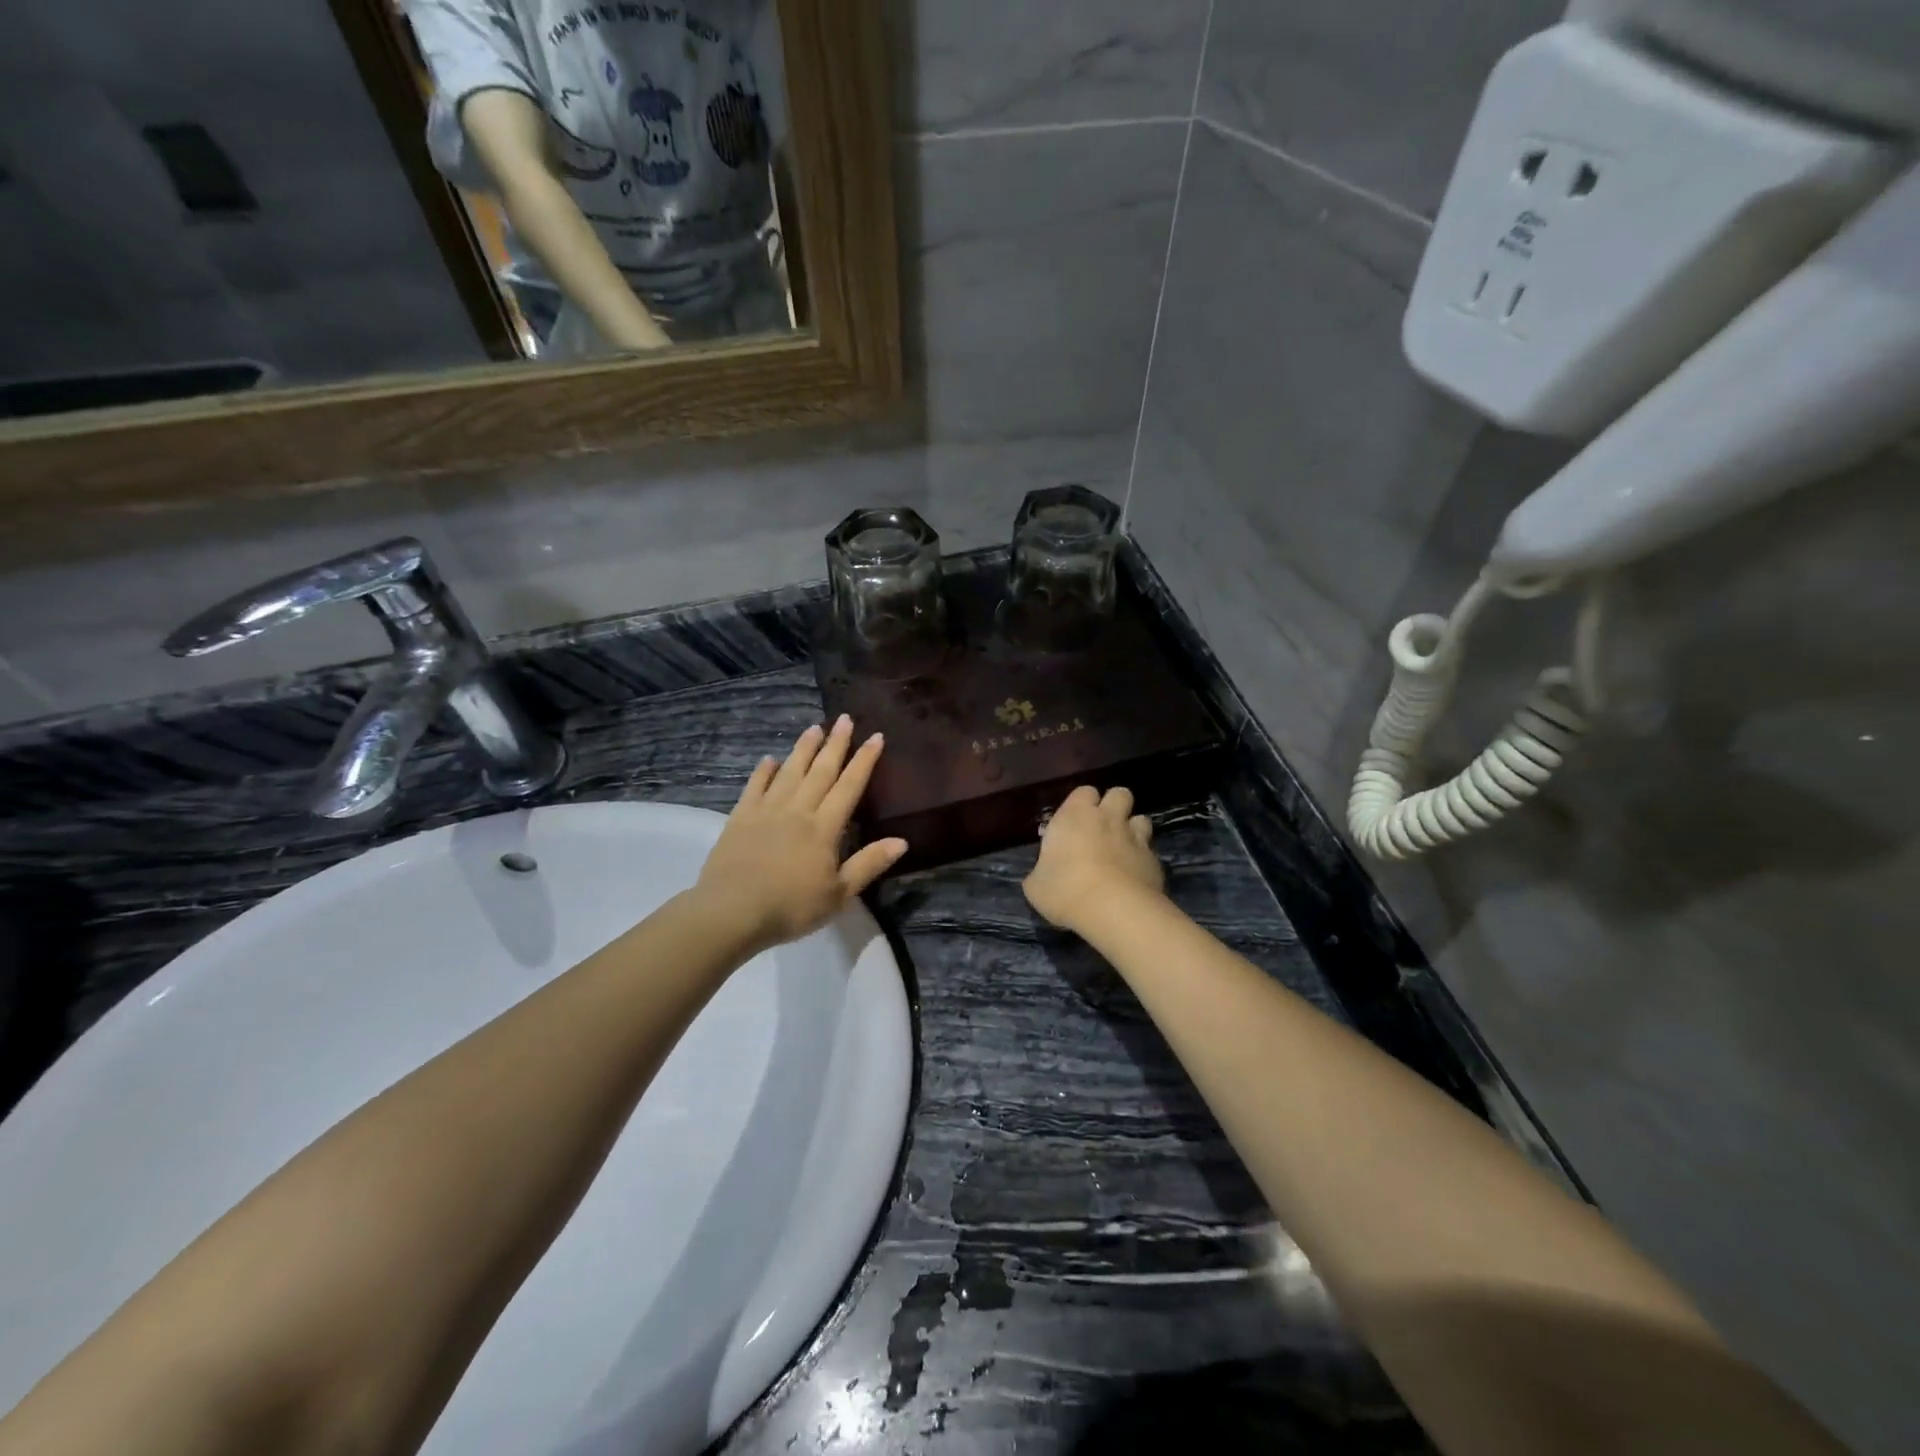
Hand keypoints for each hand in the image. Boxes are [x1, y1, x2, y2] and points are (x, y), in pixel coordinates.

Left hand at [695, 717, 907, 950]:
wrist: (731, 911)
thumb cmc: (791, 907)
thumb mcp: (839, 894)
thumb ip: (869, 864)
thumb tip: (902, 840)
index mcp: (824, 828)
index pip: (849, 786)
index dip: (864, 761)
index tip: (875, 736)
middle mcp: (798, 810)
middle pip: (821, 771)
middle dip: (835, 744)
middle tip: (844, 718)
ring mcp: (767, 811)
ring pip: (790, 772)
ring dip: (803, 749)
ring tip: (814, 727)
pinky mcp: (740, 817)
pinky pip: (755, 787)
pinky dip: (763, 771)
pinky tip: (769, 759)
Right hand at [1023, 785, 1164, 934]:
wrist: (1114, 910)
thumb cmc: (1065, 890)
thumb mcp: (1036, 886)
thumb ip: (1041, 872)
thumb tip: (1042, 875)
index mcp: (1075, 816)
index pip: (1084, 791)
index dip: (1082, 803)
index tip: (1075, 820)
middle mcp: (1108, 818)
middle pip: (1119, 793)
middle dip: (1114, 805)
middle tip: (1103, 826)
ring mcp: (1135, 837)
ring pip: (1141, 818)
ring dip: (1133, 829)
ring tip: (1123, 848)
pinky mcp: (1155, 860)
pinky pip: (1150, 850)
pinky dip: (1143, 858)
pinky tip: (1135, 875)